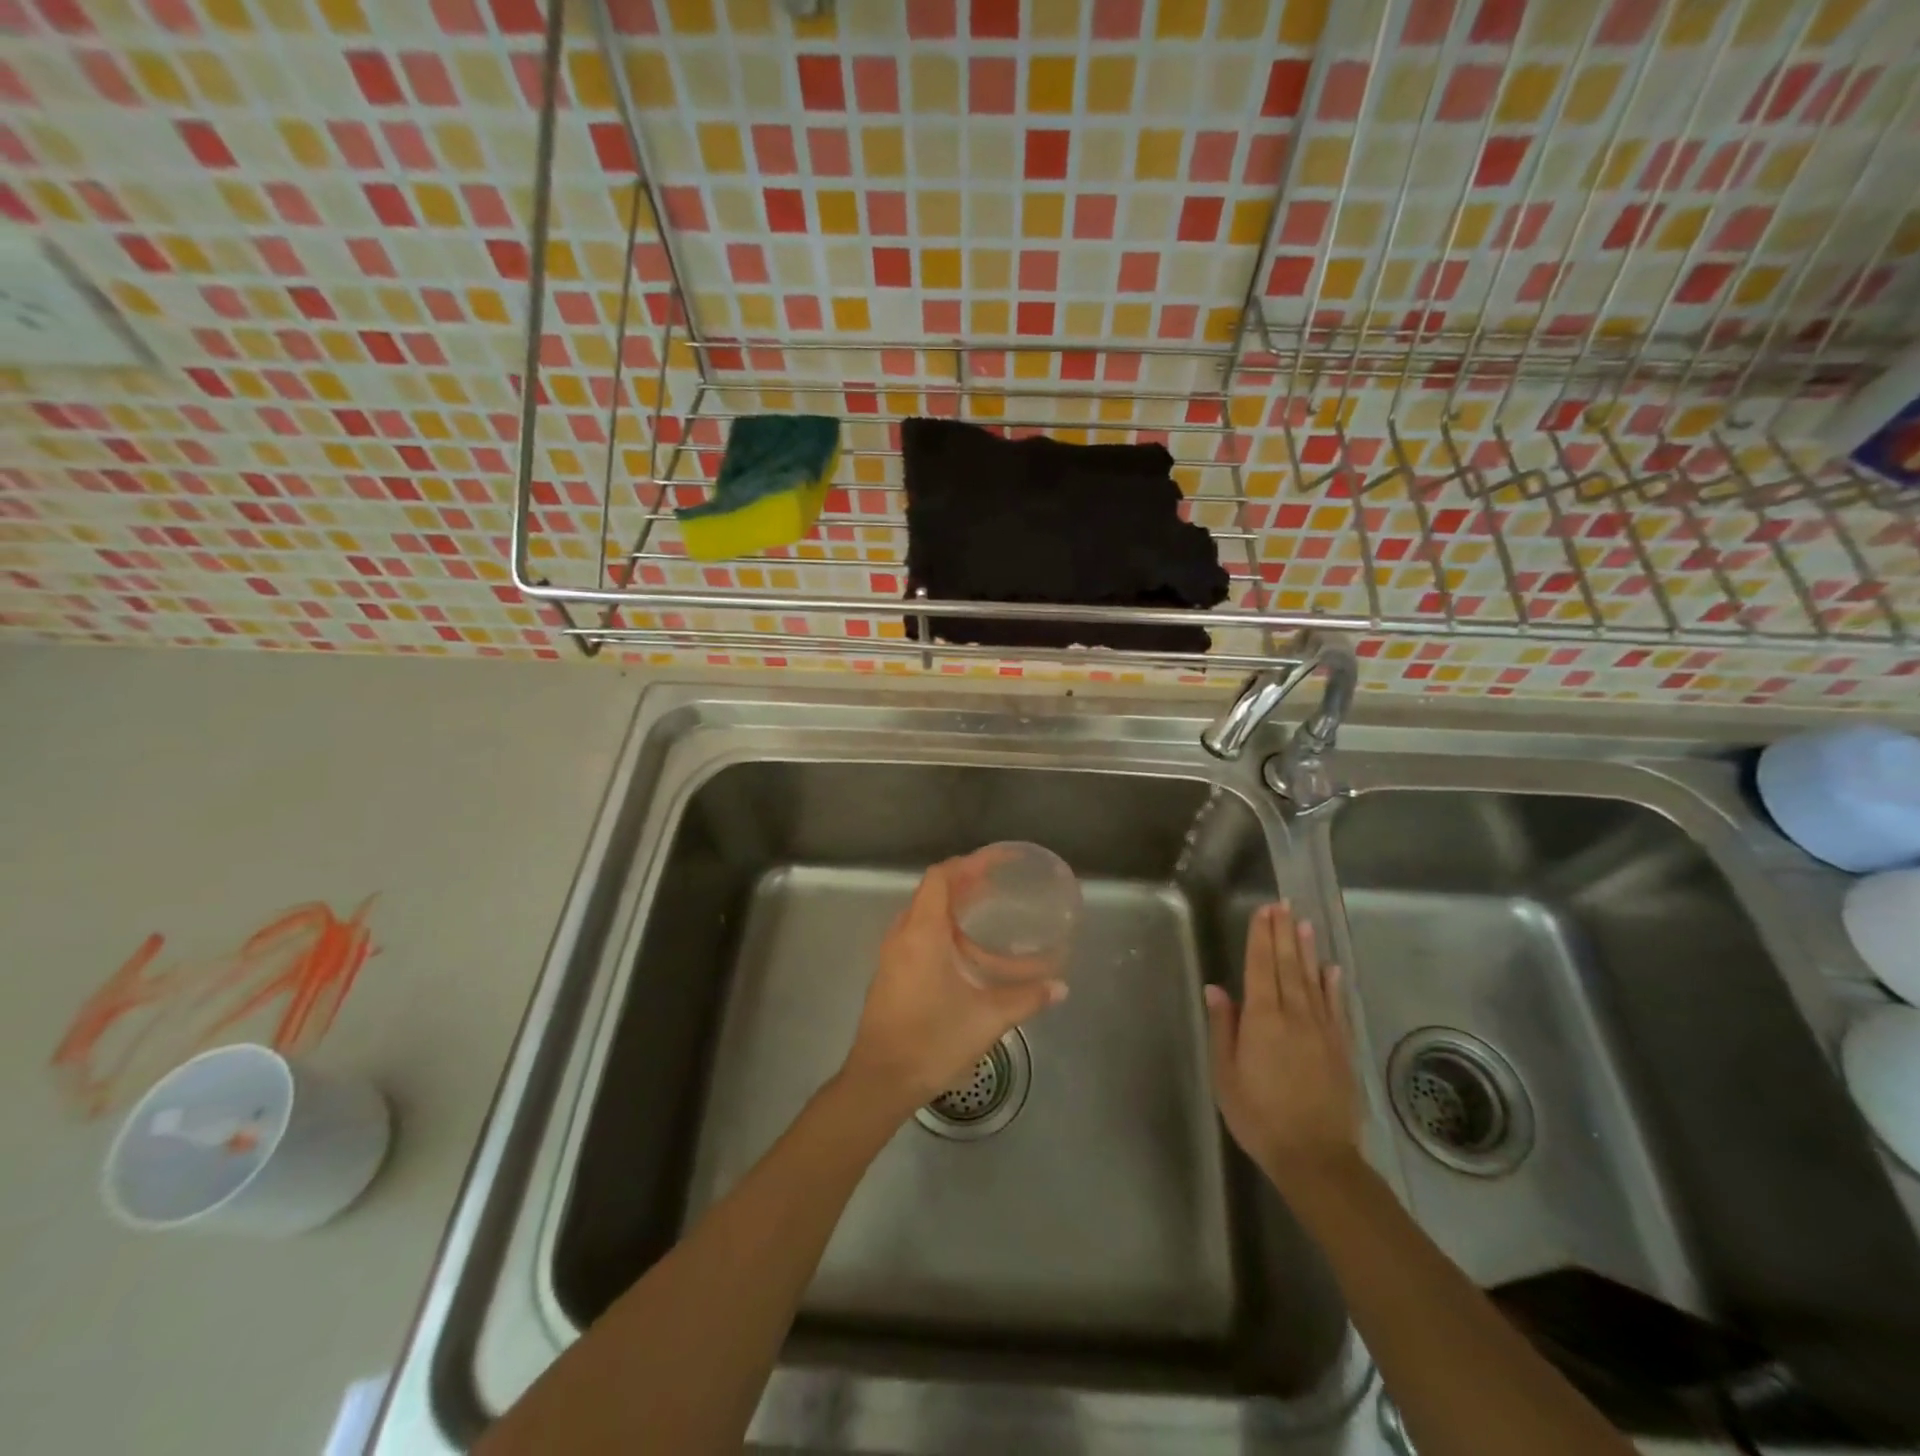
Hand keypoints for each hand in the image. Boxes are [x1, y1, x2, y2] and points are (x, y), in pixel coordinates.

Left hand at [840, 861, 1066, 1114]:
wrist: (879, 1081)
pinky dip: (940, 925)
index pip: (940, 877)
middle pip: (931, 890)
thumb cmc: (931, 1042)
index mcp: (922, 933)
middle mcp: (902, 935)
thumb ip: (1025, 999)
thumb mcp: (986, 1020)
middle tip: (999, 885)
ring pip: (921, 912)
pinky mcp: (890, 972)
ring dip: (951, 904)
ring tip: (985, 911)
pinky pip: (915, 932)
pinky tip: (963, 948)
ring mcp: (892, 954)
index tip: (998, 862)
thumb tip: (1061, 988)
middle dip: (964, 881)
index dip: (968, 863)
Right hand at [1204, 900, 1360, 1188]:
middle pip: (1288, 966)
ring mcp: (1322, 1031)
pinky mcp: (1341, 1048)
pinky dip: (1332, 985)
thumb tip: (1216, 989)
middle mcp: (1294, 1016)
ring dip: (1306, 950)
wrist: (1316, 1157)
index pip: (1260, 967)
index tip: (1263, 911)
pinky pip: (1336, 1007)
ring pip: (1312, 980)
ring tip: (1303, 923)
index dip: (1261, 937)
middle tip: (1282, 905)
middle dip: (1283, 933)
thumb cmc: (1259, 1116)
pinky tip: (1331, 969)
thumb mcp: (1225, 1074)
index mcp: (1262, 1019)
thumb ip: (1223, 1028)